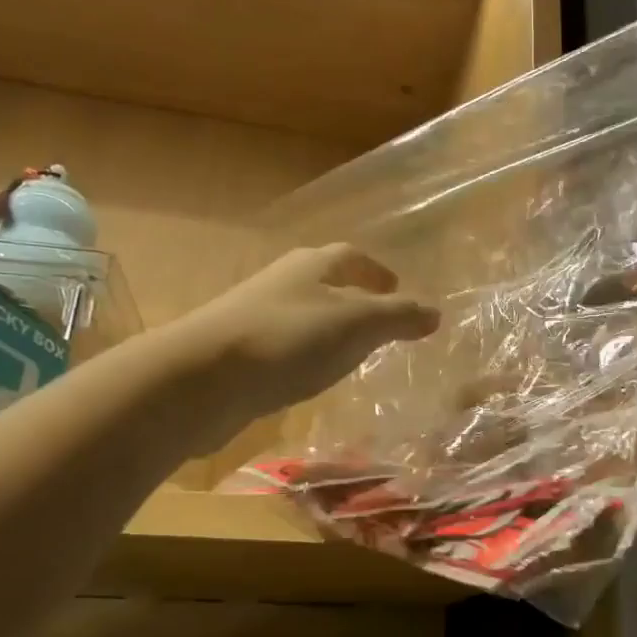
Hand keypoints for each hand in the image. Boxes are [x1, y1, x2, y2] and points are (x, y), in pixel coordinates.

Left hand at [190, 244, 439, 416]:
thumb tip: (435, 312)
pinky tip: (313, 378)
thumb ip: (397, 317)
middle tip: (380, 321)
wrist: (201, 379)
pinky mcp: (240, 352)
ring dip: (330, 328)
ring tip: (353, 352)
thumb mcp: (355, 325)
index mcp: (311, 266)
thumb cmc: (288, 340)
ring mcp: (256, 317)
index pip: (351, 257)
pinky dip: (307, 354)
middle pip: (324, 282)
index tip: (397, 289)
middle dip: (354, 297)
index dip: (377, 271)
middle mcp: (282, 283)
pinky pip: (286, 345)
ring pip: (304, 315)